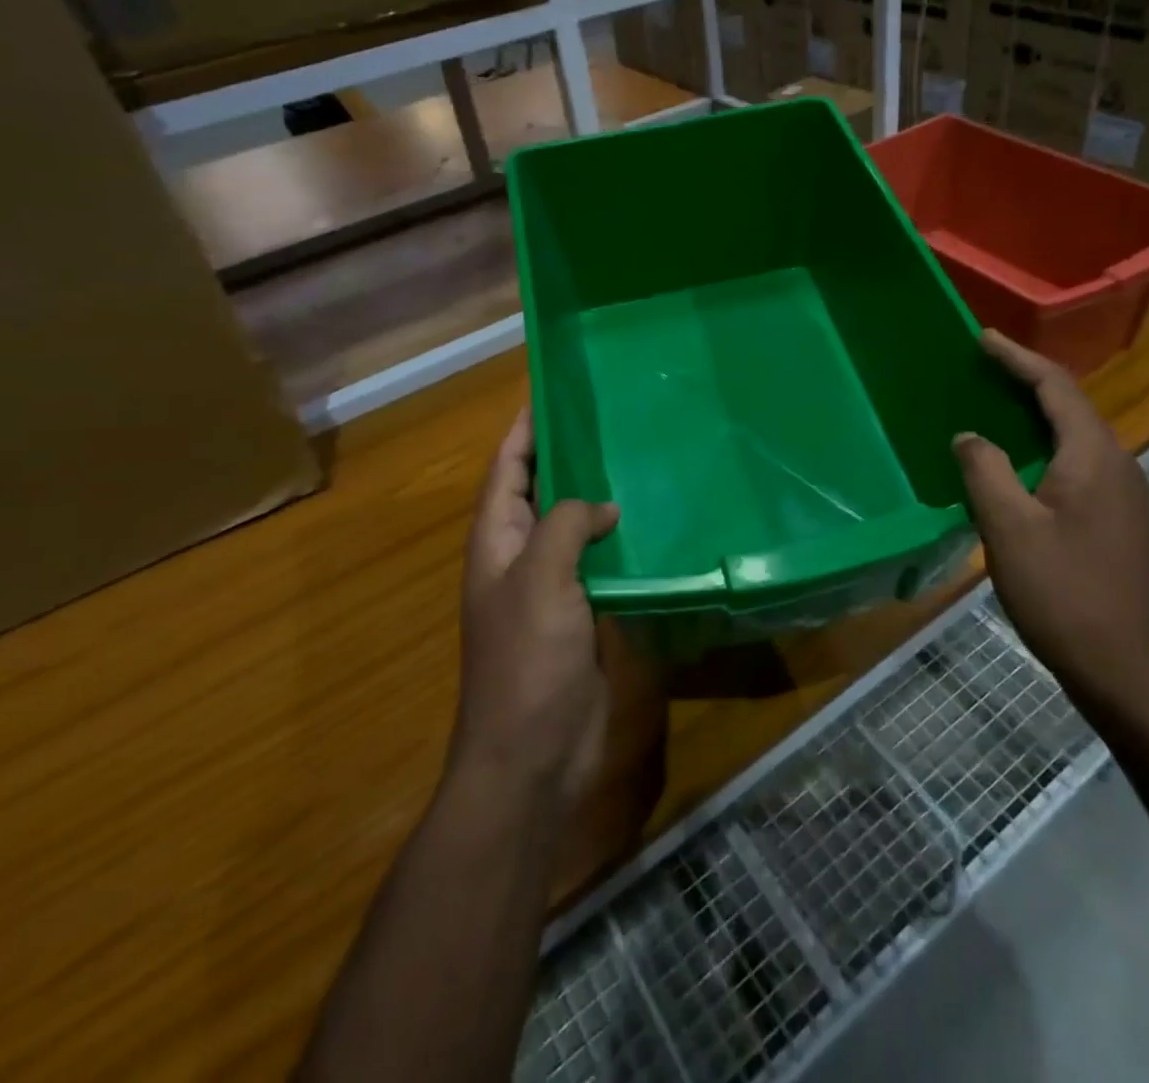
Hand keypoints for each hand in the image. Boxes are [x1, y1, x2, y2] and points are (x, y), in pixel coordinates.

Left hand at [453, 407, 619, 808]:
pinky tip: (652, 527)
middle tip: (610, 420)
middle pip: (540, 493)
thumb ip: (566, 526)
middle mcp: (520, 557)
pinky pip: (600, 565)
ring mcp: (552, 589)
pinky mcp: (582, 615)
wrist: (532, 755)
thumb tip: (603, 507)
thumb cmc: (525, 661)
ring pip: (574, 528)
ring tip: (638, 462)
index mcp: (497, 541)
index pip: (507, 470)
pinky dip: (619, 542)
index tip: (552, 392)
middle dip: (566, 457)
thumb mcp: (540, 579)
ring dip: (598, 499)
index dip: (524, 431)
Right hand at [952, 330, 1148, 712]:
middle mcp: (1115, 463)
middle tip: (980, 366)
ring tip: (990, 405)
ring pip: (1072, 436)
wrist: (1127, 669)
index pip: (1055, 386)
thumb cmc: (1065, 593)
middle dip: (1024, 380)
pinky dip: (1041, 447)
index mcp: (1094, 455)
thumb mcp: (1009, 528)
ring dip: (1033, 414)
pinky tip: (1013, 463)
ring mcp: (1120, 494)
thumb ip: (984, 471)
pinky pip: (1074, 463)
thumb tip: (969, 437)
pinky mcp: (1114, 520)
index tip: (982, 337)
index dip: (1017, 358)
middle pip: (1068, 405)